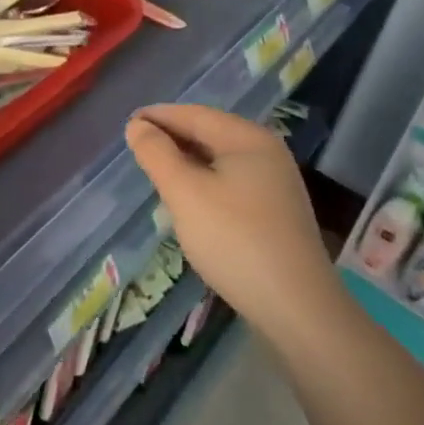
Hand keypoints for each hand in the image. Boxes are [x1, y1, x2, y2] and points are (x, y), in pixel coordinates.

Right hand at [124, 104, 337, 331]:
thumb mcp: (185, 192)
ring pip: (218, 161)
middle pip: (209, 134)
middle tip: (136, 149)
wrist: (297, 310)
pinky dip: (203, 183)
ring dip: (185, 162)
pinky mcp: (275, 214)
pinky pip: (229, 183)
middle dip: (171, 138)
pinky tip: (187, 201)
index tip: (127, 124)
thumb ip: (156, 154)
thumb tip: (138, 126)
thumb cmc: (235, 240)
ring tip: (155, 172)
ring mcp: (274, 185)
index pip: (194, 114)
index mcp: (248, 139)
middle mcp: (266, 154)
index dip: (158, 116)